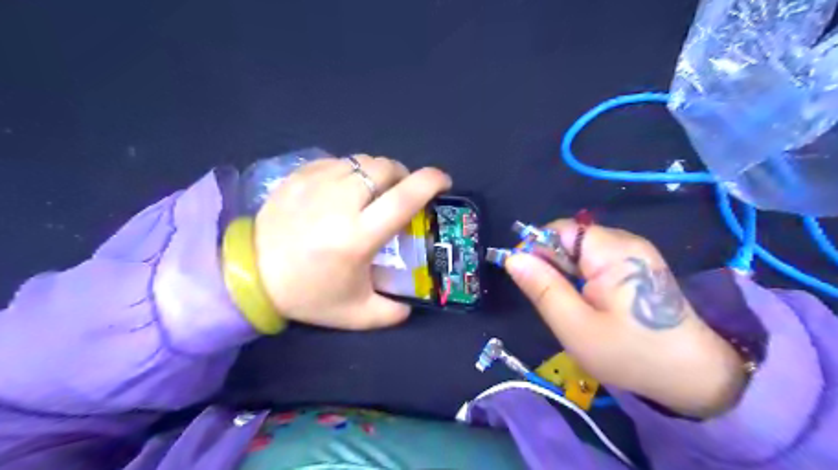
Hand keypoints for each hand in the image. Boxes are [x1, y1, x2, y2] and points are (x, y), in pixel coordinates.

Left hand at [255, 154, 452, 329]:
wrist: (250, 275)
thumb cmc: (307, 294)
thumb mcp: (355, 314)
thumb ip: (391, 313)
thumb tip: (410, 304)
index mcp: (358, 236)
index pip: (405, 197)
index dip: (431, 182)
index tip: (443, 182)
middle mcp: (341, 202)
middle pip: (385, 168)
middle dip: (403, 176)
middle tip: (401, 193)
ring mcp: (317, 184)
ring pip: (362, 161)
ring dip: (378, 173)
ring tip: (373, 192)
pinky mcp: (299, 176)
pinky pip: (338, 161)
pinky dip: (351, 171)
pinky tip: (344, 189)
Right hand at [504, 221, 744, 418]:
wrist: (693, 376)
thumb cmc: (630, 353)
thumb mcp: (575, 326)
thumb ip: (542, 288)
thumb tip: (513, 258)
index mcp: (612, 251)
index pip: (559, 230)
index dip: (537, 249)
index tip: (531, 282)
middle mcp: (625, 241)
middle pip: (570, 238)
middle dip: (553, 266)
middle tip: (556, 302)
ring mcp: (634, 252)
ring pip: (580, 251)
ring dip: (567, 273)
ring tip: (574, 305)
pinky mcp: (637, 264)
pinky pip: (596, 260)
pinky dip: (583, 278)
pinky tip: (590, 303)